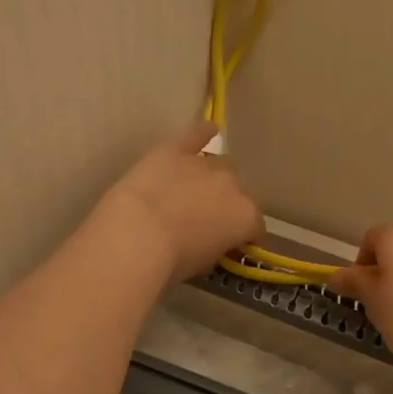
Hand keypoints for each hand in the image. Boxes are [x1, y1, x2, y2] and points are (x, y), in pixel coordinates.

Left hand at [97, 122, 263, 284]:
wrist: (137, 235)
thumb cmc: (171, 262)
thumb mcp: (203, 264)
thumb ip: (216, 247)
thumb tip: (212, 242)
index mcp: (245, 217)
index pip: (255, 227)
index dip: (245, 237)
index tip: (233, 246)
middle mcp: (233, 185)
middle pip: (238, 192)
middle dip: (226, 204)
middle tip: (206, 220)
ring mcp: (204, 165)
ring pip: (219, 165)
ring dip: (212, 178)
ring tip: (194, 190)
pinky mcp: (175, 150)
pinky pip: (195, 135)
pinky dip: (202, 133)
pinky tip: (208, 130)